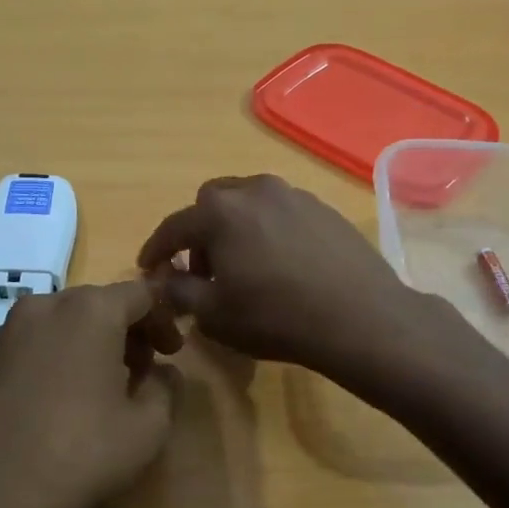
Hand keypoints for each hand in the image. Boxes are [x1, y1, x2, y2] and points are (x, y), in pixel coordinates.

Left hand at [0, 282, 181, 507]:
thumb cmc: (76, 457)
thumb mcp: (146, 430)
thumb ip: (166, 389)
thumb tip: (163, 373)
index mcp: (88, 311)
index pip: (140, 294)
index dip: (163, 320)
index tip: (172, 353)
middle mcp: (43, 307)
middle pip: (98, 304)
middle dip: (126, 332)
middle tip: (142, 372)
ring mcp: (3, 332)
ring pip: (61, 324)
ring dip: (88, 345)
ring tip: (100, 390)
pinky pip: (30, 346)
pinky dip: (53, 360)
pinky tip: (56, 405)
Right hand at [137, 174, 440, 377]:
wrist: (360, 317)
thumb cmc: (276, 317)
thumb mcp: (213, 314)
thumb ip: (178, 290)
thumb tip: (165, 279)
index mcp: (220, 212)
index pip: (173, 227)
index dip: (156, 250)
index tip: (149, 268)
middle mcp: (255, 190)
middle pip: (212, 204)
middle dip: (199, 233)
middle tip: (203, 268)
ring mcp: (294, 195)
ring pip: (249, 204)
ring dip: (236, 228)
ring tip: (244, 264)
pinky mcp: (323, 208)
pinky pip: (281, 213)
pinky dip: (268, 230)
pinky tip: (281, 263)